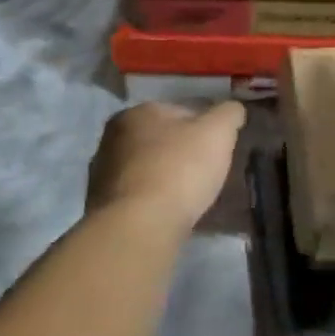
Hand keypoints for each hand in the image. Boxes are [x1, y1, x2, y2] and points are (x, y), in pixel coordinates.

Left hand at [86, 101, 245, 234]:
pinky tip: (170, 211)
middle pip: (162, 139)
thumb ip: (229, 113)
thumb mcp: (218, 132)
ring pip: (148, 166)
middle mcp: (113, 136)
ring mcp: (102, 171)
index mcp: (138, 112)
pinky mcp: (101, 203)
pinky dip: (153, 198)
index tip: (219, 147)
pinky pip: (138, 193)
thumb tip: (233, 110)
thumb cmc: (180, 170)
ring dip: (166, 175)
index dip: (205, 128)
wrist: (139, 226)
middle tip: (207, 171)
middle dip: (183, 151)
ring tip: (190, 195)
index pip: (181, 111)